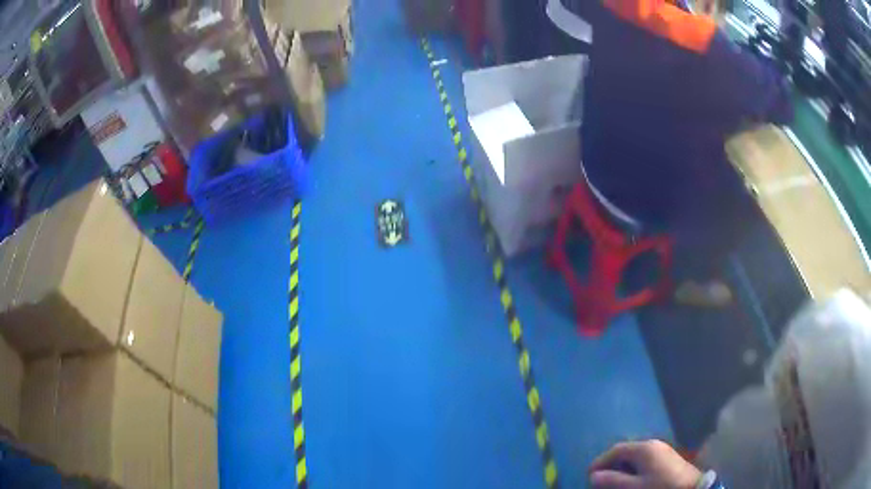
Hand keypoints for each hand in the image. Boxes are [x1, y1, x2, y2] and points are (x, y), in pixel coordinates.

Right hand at [589, 440, 701, 488]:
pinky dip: (633, 469)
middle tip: (599, 481)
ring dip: (621, 468)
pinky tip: (631, 480)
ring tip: (613, 483)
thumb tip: (594, 476)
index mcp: (644, 448)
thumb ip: (614, 481)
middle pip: (625, 452)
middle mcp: (652, 444)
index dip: (600, 462)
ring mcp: (661, 450)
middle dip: (610, 465)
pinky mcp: (667, 458)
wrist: (692, 488)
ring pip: (634, 456)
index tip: (588, 476)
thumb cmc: (660, 487)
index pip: (616, 450)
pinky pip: (644, 460)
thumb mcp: (635, 487)